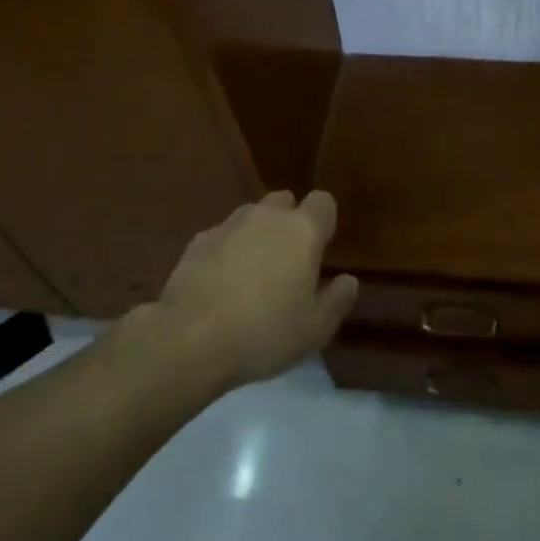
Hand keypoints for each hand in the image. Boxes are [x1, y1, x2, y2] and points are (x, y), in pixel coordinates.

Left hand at [157, 190, 358, 388]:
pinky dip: (226, 250)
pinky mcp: (199, 240)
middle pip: (285, 201)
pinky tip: (220, 283)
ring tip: (251, 273)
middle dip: (289, 222)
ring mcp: (230, 224)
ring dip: (256, 234)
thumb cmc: (264, 332)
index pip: (323, 202)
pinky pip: (222, 236)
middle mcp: (268, 216)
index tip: (321, 249)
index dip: (324, 221)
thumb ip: (338, 300)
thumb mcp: (315, 329)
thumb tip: (348, 280)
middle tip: (287, 262)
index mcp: (302, 230)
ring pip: (252, 216)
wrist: (191, 338)